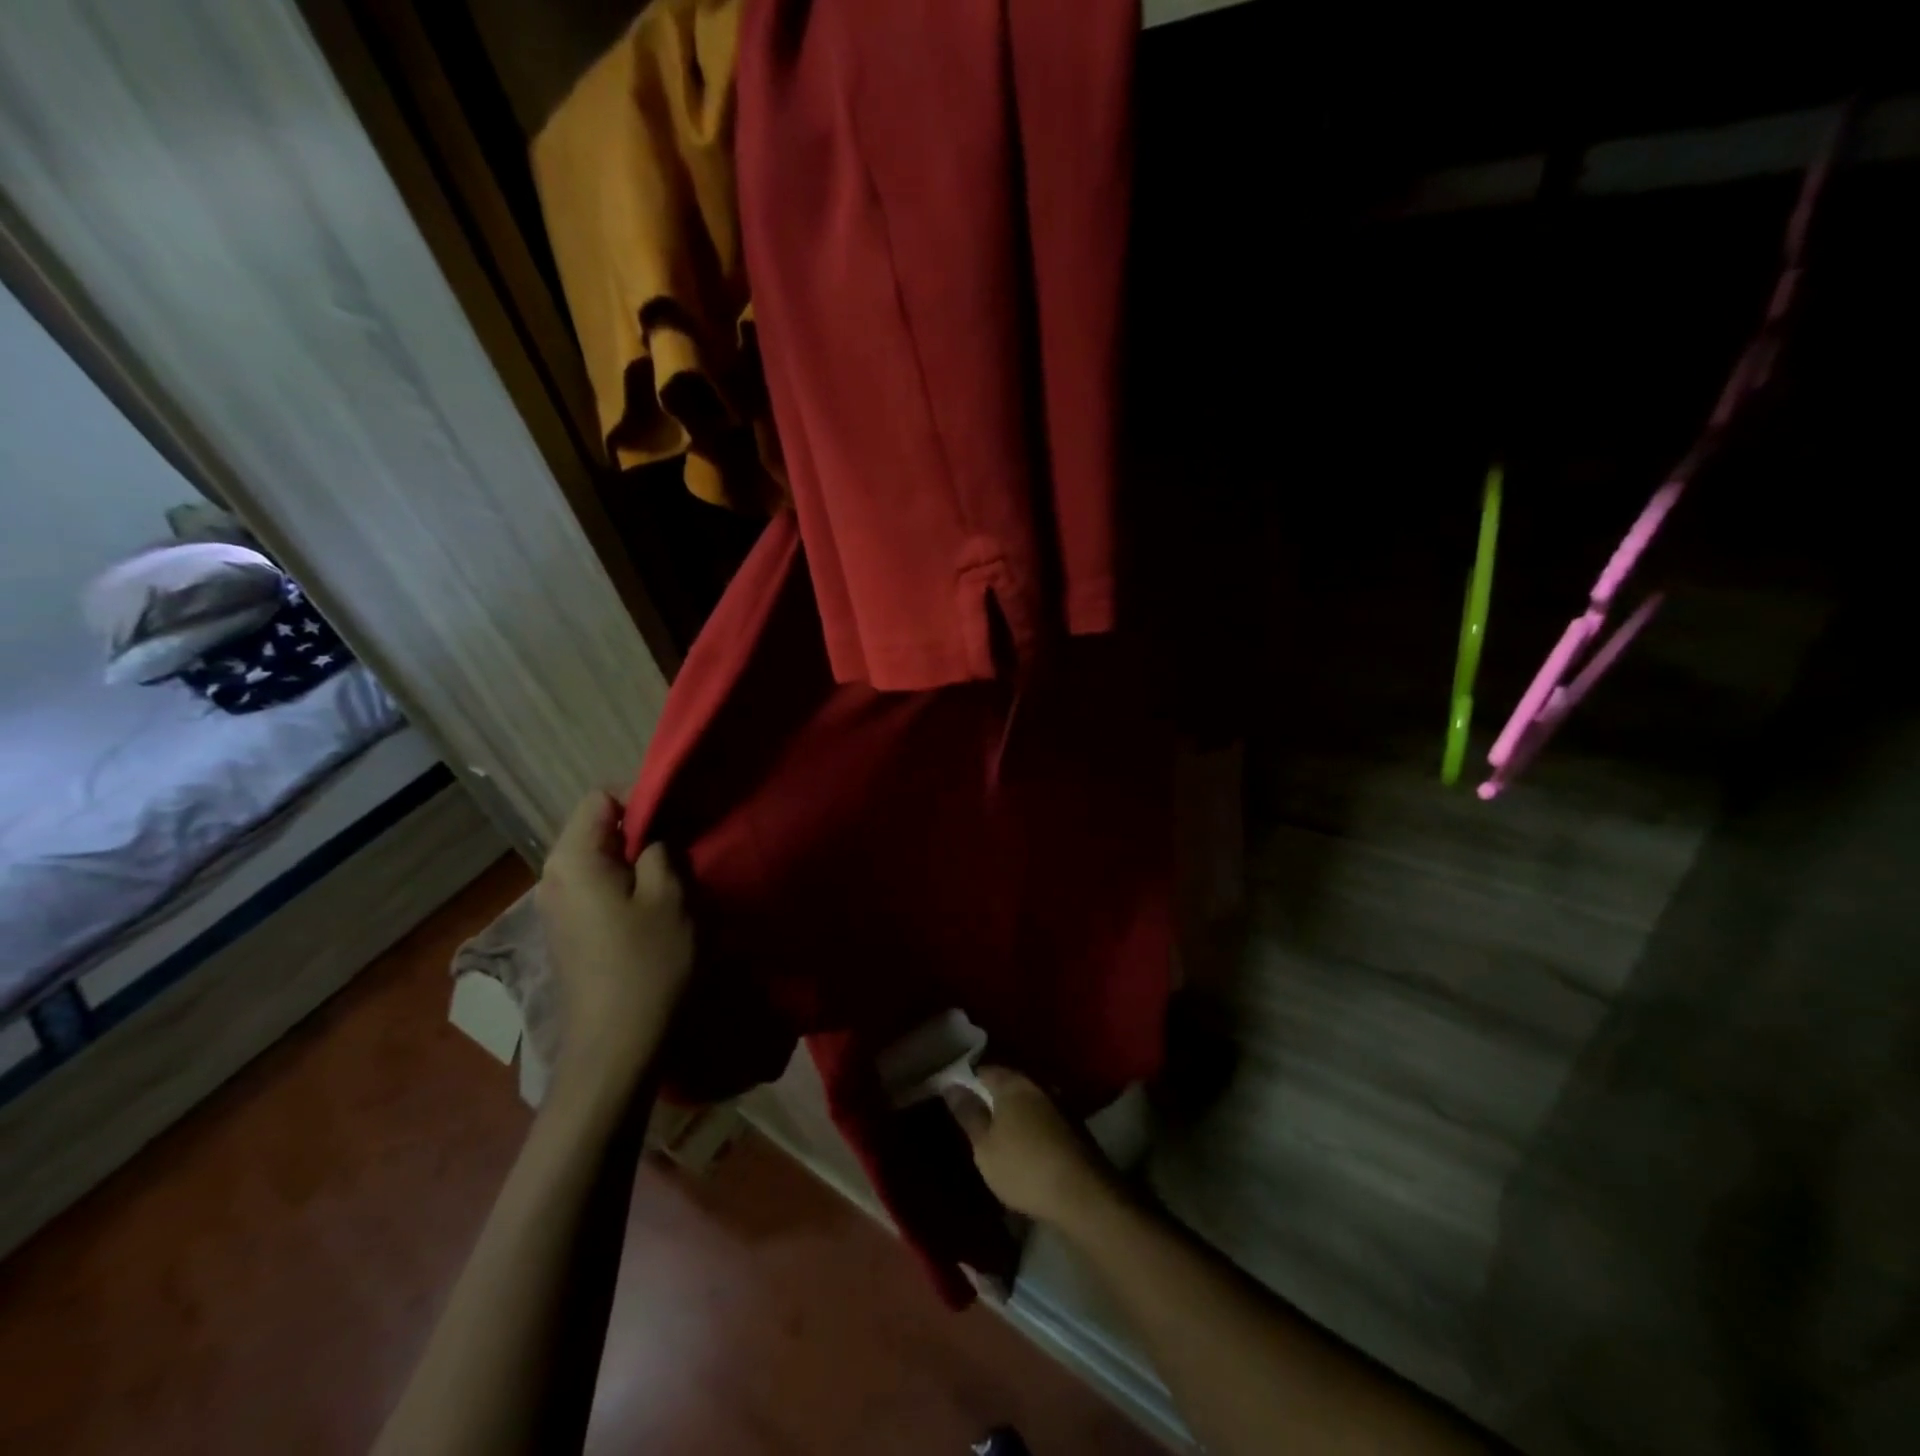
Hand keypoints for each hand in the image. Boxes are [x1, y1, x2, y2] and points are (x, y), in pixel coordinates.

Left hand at [535, 791, 693, 1089]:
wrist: (616, 1045)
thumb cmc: (647, 963)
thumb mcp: (671, 895)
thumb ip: (662, 848)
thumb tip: (655, 834)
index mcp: (572, 858)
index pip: (602, 797)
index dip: (642, 801)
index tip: (676, 826)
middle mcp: (552, 875)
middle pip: (598, 828)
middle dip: (641, 834)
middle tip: (680, 858)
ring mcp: (555, 906)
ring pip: (600, 860)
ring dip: (636, 864)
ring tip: (670, 887)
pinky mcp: (566, 931)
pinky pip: (596, 888)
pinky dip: (624, 889)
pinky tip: (649, 915)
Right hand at [948, 1067, 1119, 1228]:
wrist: (1082, 1195)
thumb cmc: (1024, 1167)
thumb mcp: (985, 1146)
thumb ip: (968, 1114)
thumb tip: (952, 1085)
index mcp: (1013, 1083)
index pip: (984, 1070)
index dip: (968, 1080)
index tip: (956, 1095)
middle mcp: (1038, 1083)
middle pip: (1009, 1082)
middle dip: (993, 1096)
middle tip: (976, 1115)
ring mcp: (1060, 1102)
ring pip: (1028, 1100)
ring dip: (1015, 1112)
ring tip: (999, 1133)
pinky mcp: (1074, 1125)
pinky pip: (1044, 1117)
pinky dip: (1032, 1125)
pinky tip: (1026, 1145)